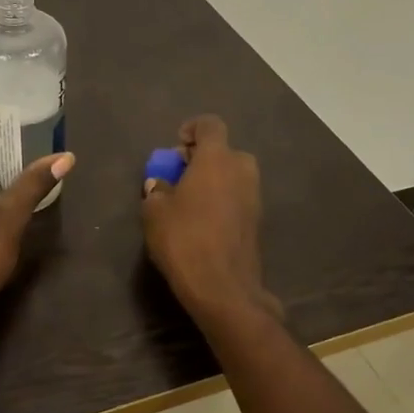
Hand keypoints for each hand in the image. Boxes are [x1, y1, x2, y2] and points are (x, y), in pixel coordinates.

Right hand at [141, 115, 281, 324]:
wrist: (223, 287)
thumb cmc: (184, 240)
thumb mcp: (155, 213)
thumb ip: (157, 191)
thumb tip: (161, 185)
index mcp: (217, 159)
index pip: (210, 125)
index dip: (192, 129)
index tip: (176, 146)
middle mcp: (242, 170)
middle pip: (223, 151)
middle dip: (201, 158)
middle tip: (178, 176)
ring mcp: (254, 196)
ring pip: (232, 175)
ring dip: (212, 180)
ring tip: (187, 202)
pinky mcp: (257, 220)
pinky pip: (237, 197)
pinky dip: (221, 200)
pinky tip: (202, 222)